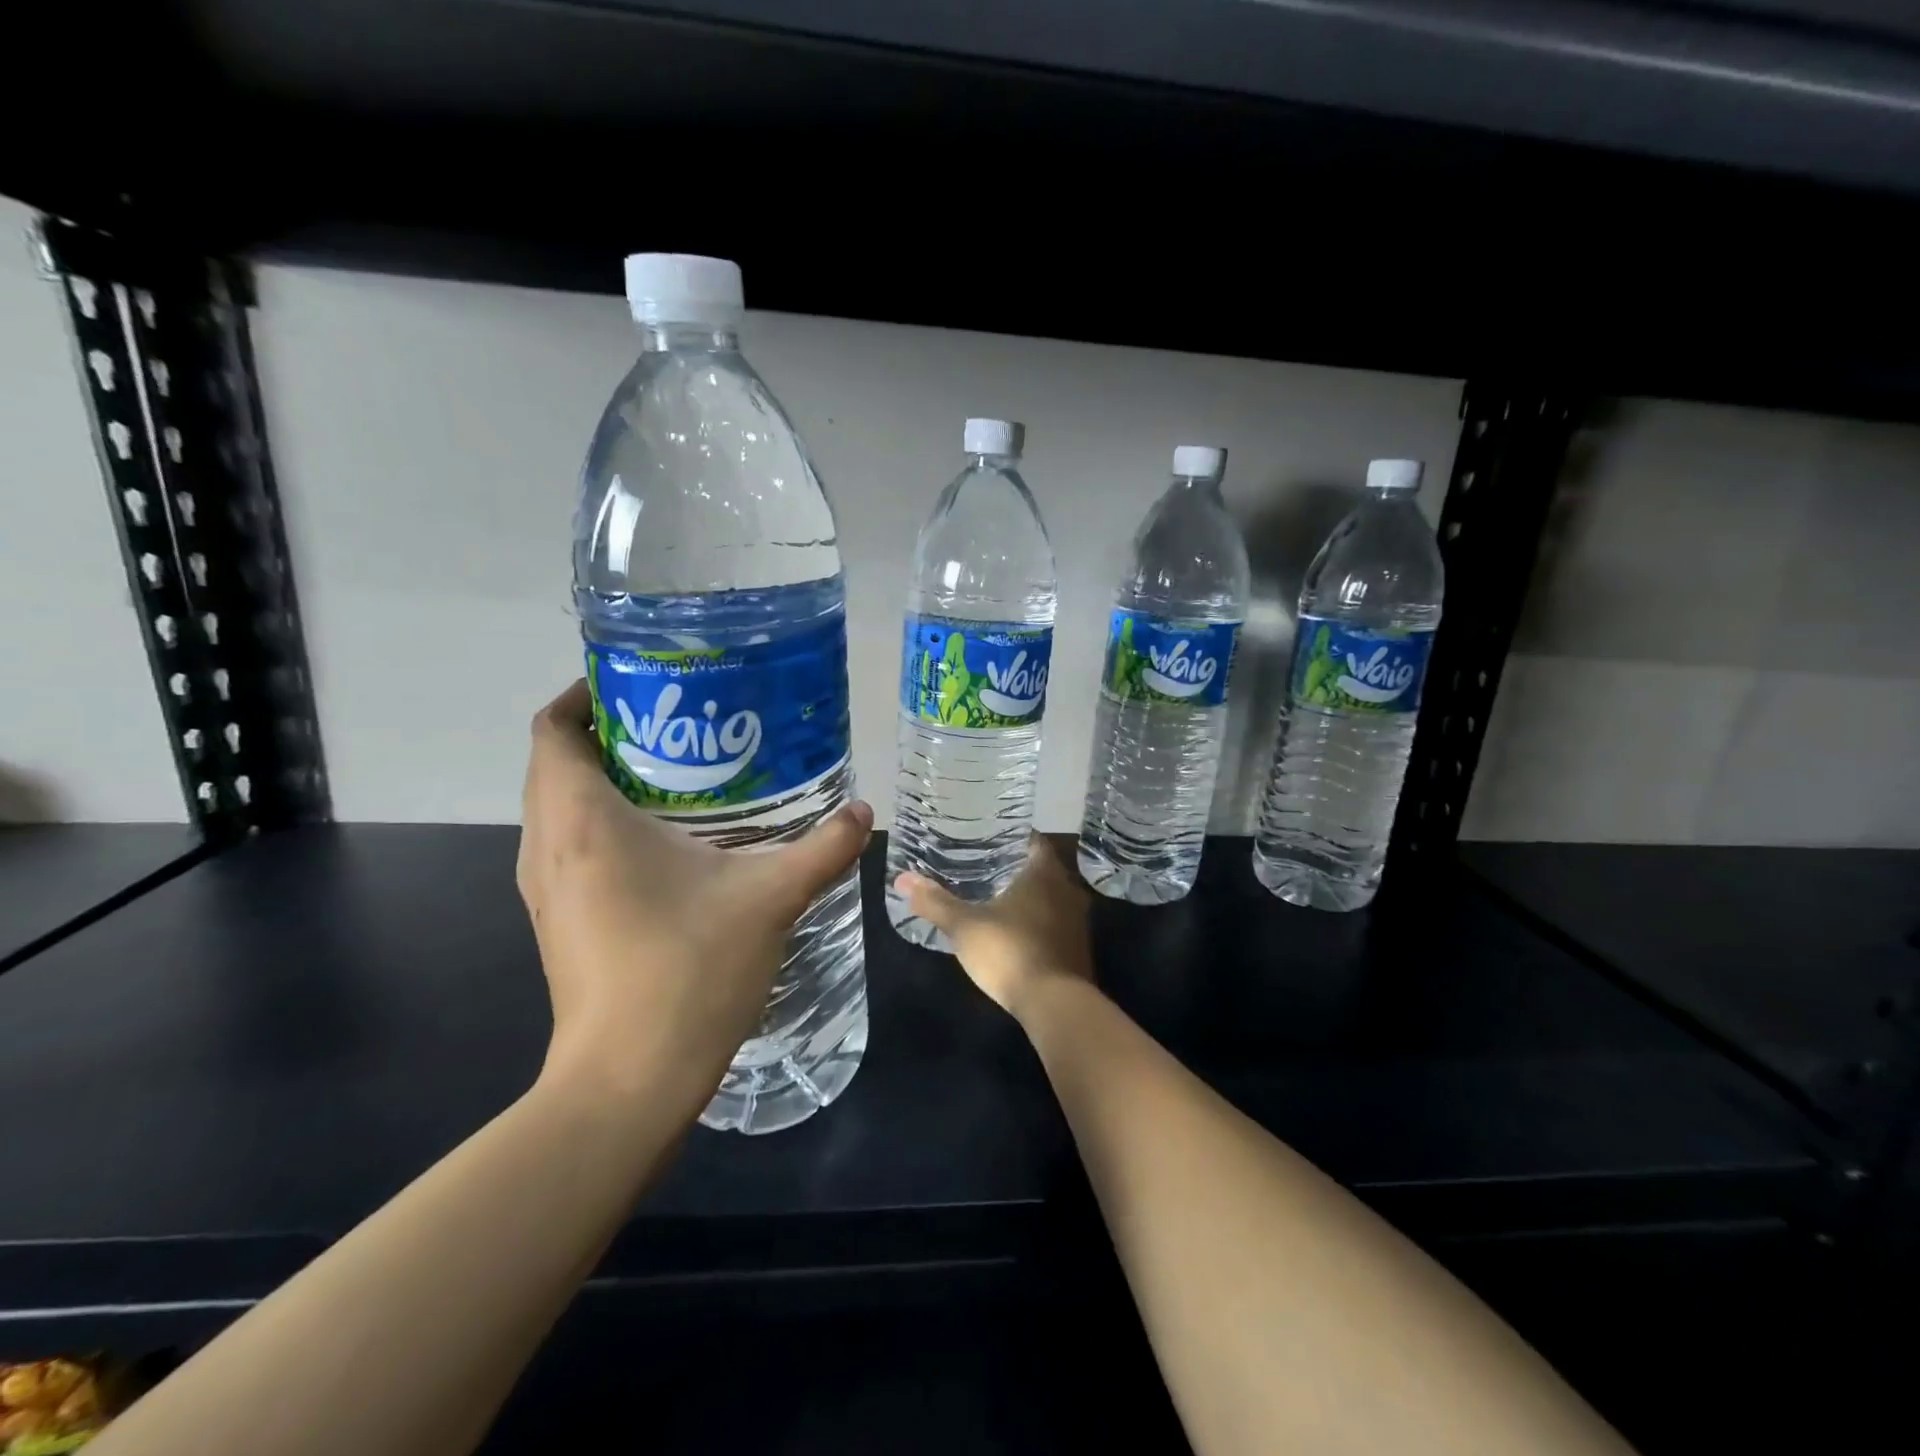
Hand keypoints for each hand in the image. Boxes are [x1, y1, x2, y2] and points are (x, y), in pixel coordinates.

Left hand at [517, 680, 872, 1114]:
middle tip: (680, 723)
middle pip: (554, 761)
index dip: (586, 694)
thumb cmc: (687, 972)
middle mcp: (548, 845)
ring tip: (678, 772)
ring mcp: (545, 888)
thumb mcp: (769, 899)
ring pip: (557, 805)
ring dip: (602, 777)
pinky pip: (567, 844)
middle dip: (607, 731)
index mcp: (583, 822)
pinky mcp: (557, 920)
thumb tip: (863, 812)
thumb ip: (823, 848)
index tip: (643, 683)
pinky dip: (601, 821)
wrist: (627, 1082)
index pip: (553, 730)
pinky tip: (666, 840)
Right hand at [894, 834, 1093, 1021]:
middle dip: (1017, 869)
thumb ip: (935, 902)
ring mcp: (1078, 921)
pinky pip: (1057, 924)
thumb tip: (902, 878)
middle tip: (985, 868)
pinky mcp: (1079, 949)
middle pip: (1043, 869)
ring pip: (1052, 898)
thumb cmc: (1010, 952)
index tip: (988, 841)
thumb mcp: (964, 927)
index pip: (1033, 841)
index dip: (1012, 839)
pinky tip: (1016, 932)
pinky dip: (1039, 923)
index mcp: (1044, 873)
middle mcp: (1068, 889)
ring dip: (1031, 898)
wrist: (1055, 1005)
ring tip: (997, 899)